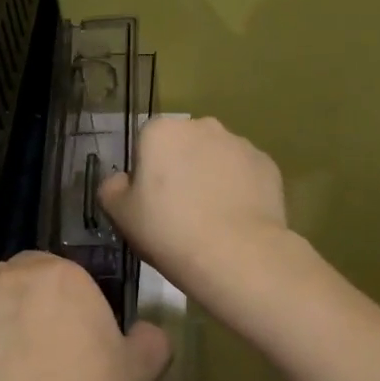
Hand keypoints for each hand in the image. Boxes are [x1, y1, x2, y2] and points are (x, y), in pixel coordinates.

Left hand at [0, 252, 170, 380]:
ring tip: (6, 373)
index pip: (53, 267)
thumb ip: (148, 339)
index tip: (69, 328)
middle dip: (21, 302)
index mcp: (61, 275)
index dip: (59, 296)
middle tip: (37, 346)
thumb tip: (147, 333)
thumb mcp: (141, 369)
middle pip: (11, 279)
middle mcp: (10, 280)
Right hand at [97, 116, 290, 308]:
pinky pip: (244, 174)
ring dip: (211, 177)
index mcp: (161, 131)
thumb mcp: (120, 215)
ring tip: (211, 219)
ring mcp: (239, 143)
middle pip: (184, 146)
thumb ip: (112, 188)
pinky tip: (236, 220)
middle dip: (181, 169)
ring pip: (217, 158)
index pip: (147, 144)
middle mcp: (202, 126)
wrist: (237, 254)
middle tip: (180, 211)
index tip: (151, 203)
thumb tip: (122, 181)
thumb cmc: (169, 230)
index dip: (147, 173)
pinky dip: (239, 190)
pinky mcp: (267, 164)